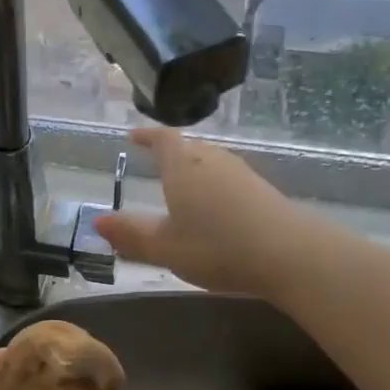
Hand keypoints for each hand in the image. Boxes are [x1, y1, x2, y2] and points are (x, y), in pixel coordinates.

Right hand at [93, 126, 303, 295]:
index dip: (147, 136)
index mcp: (182, 166)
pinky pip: (227, 178)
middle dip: (170, 153)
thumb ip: (131, 234)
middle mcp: (212, 161)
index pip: (162, 139)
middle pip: (188, 147)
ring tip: (181, 186)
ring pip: (209, 162)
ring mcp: (241, 173)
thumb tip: (99, 220)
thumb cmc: (217, 247)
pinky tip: (214, 208)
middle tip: (155, 162)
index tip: (133, 137)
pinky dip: (213, 186)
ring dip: (193, 169)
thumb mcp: (165, 247)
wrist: (290, 254)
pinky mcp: (262, 190)